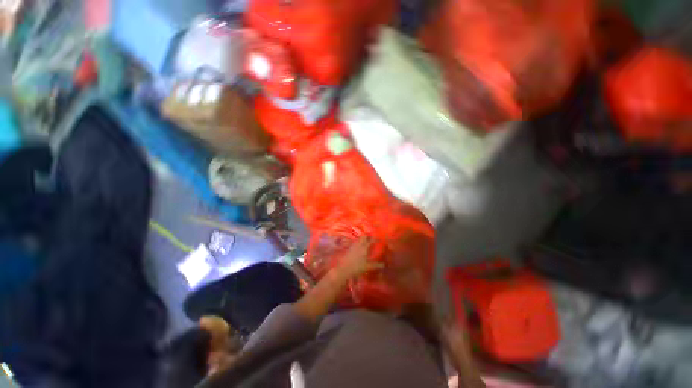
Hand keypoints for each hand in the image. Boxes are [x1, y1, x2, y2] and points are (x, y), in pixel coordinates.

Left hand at [335, 238, 383, 279]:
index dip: (375, 239)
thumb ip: (376, 265)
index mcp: (364, 247)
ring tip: (366, 241)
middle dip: (368, 236)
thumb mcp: (368, 267)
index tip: (379, 238)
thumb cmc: (357, 267)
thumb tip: (384, 264)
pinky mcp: (349, 248)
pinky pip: (355, 242)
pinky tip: (359, 246)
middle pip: (364, 237)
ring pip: (359, 239)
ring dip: (363, 239)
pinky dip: (358, 242)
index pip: (371, 241)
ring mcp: (353, 246)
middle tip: (371, 238)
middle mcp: (359, 244)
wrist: (344, 269)